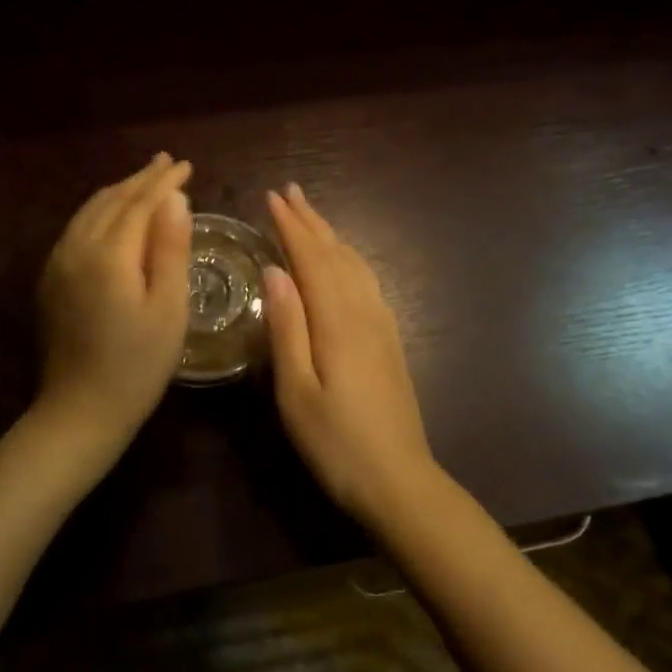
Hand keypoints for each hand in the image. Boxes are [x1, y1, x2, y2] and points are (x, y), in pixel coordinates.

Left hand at [35, 154, 193, 451]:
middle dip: (142, 179)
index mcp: (109, 254)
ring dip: (120, 191)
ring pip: (91, 210)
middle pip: (112, 200)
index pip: (140, 203)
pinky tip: (113, 214)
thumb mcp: (169, 308)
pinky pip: (78, 227)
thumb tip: (176, 198)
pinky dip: (101, 210)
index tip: (186, 165)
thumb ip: (171, 248)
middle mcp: (77, 247)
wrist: (79, 410)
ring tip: (144, 180)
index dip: (164, 182)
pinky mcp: (51, 278)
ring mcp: (58, 262)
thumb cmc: (138, 364)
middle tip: (167, 162)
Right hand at [263, 184, 440, 529]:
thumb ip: (286, 327)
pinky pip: (368, 282)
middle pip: (335, 254)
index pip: (310, 259)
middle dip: (311, 221)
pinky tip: (345, 262)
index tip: (272, 197)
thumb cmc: (336, 443)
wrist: (400, 480)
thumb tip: (274, 270)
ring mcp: (381, 324)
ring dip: (331, 235)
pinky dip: (350, 259)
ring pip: (355, 265)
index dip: (291, 226)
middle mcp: (363, 312)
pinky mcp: (390, 340)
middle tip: (290, 191)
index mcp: (336, 321)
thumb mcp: (296, 391)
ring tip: (312, 215)